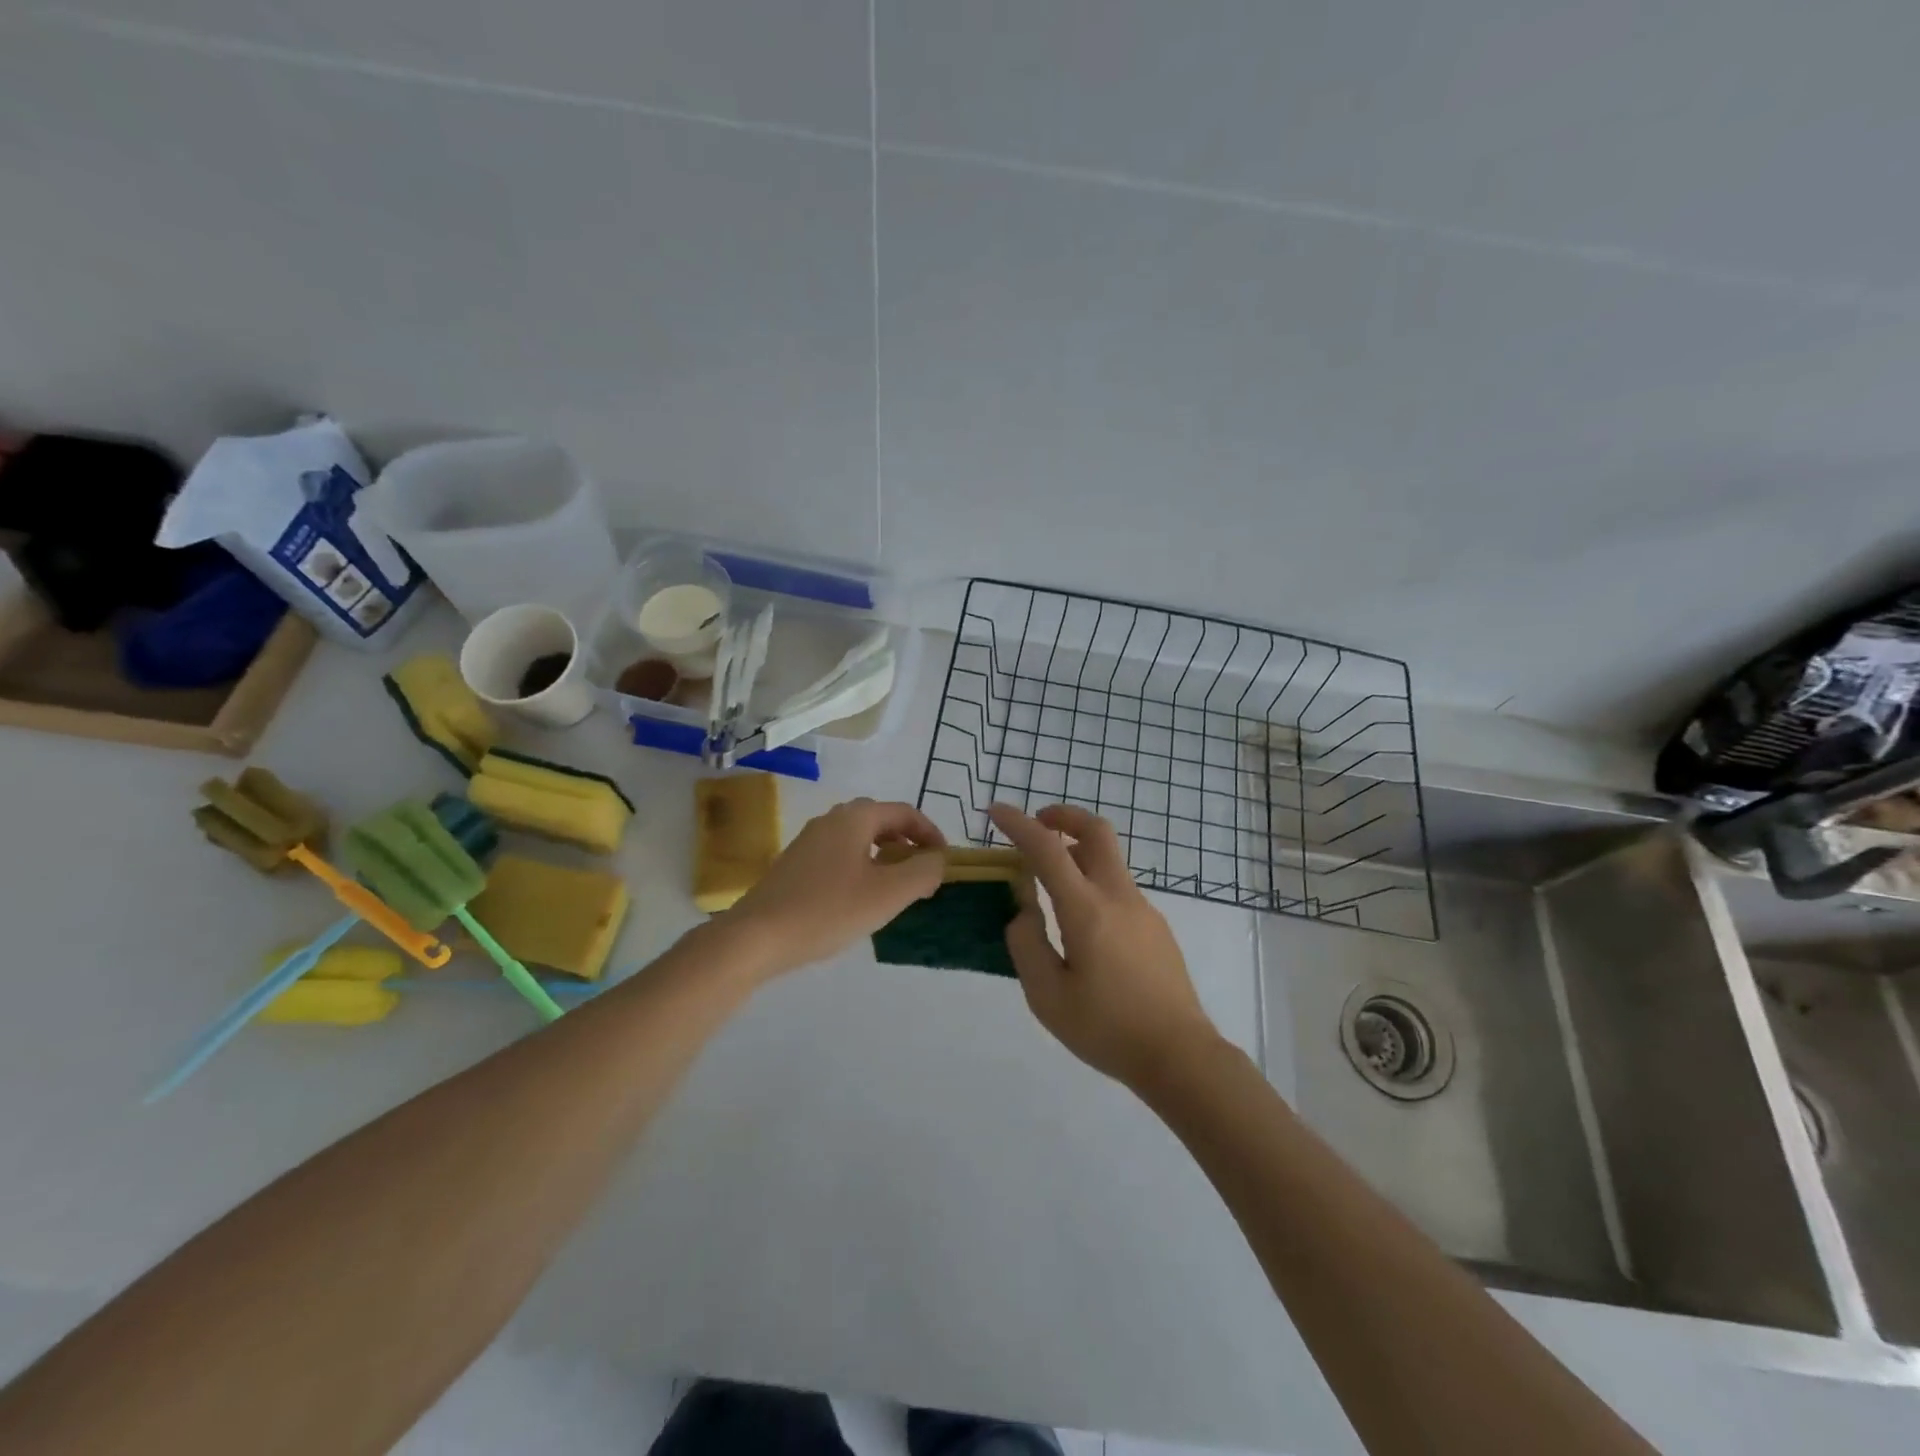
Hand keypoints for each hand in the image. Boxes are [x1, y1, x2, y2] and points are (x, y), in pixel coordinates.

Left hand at [724, 797, 945, 977]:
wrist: (756, 937)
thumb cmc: (828, 910)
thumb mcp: (888, 894)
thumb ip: (922, 872)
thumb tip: (937, 860)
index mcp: (855, 818)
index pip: (904, 813)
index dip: (930, 833)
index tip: (944, 861)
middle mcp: (830, 820)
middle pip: (880, 822)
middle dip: (906, 844)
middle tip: (921, 874)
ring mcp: (808, 842)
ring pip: (858, 840)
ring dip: (883, 858)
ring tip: (895, 890)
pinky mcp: (794, 866)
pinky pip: (839, 857)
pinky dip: (860, 869)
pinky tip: (859, 901)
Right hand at [990, 803, 1218, 1089]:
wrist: (1180, 1056)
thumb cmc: (1107, 1028)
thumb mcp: (1047, 996)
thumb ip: (1027, 944)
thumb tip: (1024, 911)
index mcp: (1087, 910)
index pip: (1047, 850)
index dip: (1019, 824)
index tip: (996, 811)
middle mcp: (1118, 897)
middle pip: (1096, 832)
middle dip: (1063, 816)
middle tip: (1037, 824)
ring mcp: (1143, 909)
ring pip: (1109, 860)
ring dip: (1077, 853)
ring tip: (1048, 884)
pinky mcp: (1156, 927)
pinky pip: (1118, 888)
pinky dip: (1092, 883)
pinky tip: (1081, 927)